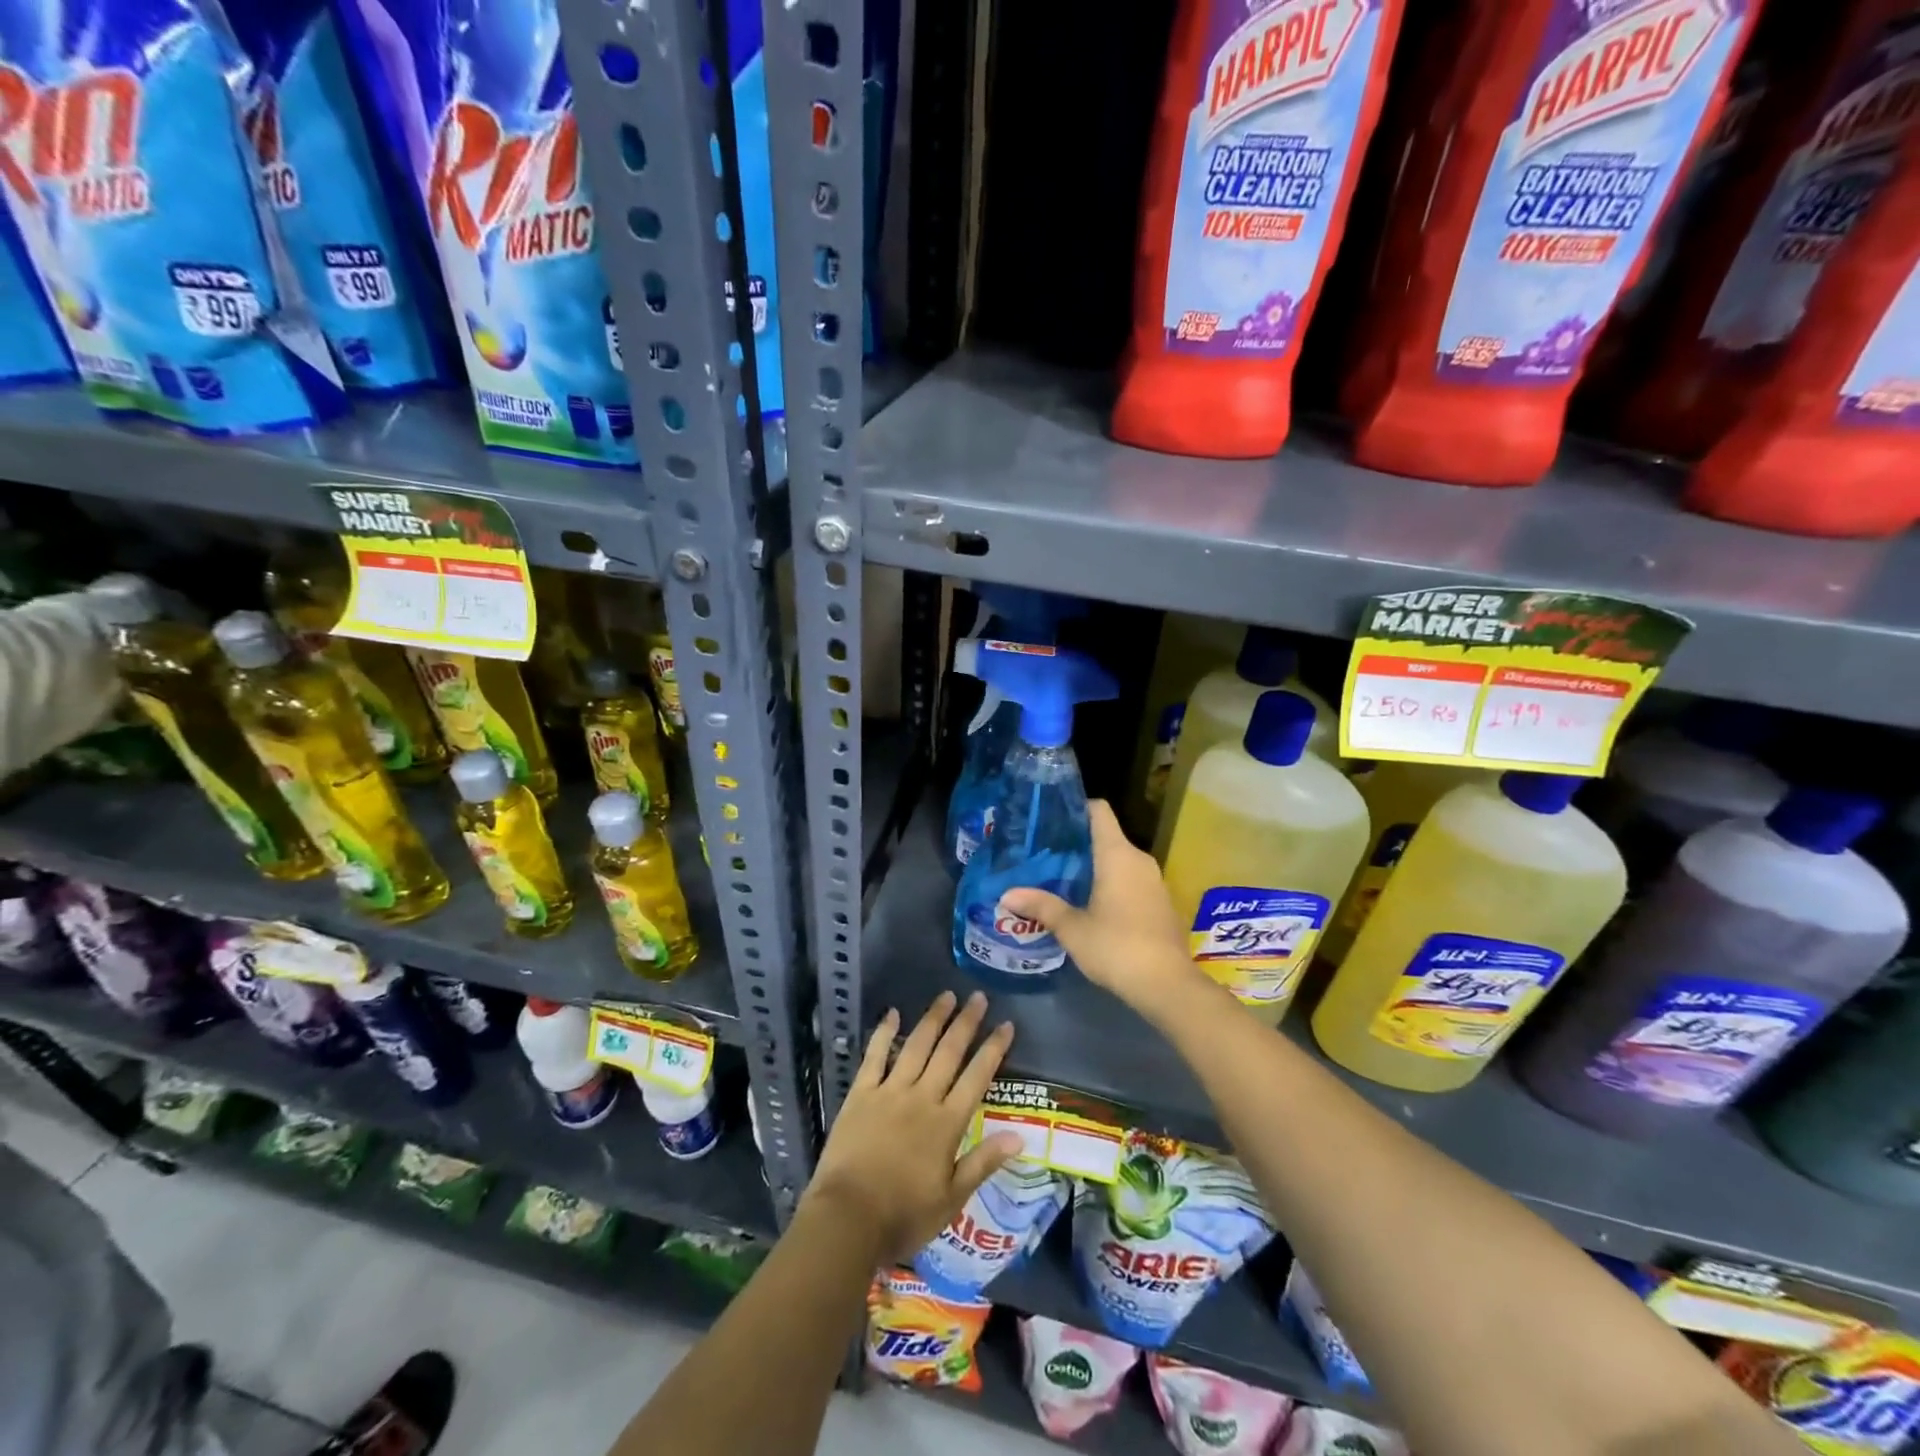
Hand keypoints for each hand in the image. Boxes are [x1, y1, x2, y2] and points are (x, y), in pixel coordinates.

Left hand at [802, 991, 1022, 1264]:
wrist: (848, 1218)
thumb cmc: (904, 1215)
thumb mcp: (952, 1198)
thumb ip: (983, 1162)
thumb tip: (1019, 1136)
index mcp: (947, 1123)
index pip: (977, 1077)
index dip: (994, 1049)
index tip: (1006, 1024)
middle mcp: (922, 1097)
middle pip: (949, 1052)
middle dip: (966, 1022)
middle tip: (978, 996)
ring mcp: (890, 1091)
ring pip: (916, 1046)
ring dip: (933, 1019)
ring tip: (946, 996)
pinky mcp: (861, 1093)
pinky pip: (875, 1055)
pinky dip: (884, 1032)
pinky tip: (892, 1013)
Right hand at [999, 800, 1202, 1015]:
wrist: (1167, 985)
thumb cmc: (1116, 947)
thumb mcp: (1072, 928)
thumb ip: (1041, 906)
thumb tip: (1006, 895)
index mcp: (1118, 854)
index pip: (1098, 811)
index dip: (1075, 807)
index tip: (1050, 818)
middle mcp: (1139, 859)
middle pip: (1106, 836)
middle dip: (1076, 843)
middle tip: (1044, 853)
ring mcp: (1154, 881)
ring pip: (1119, 860)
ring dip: (1093, 866)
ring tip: (1060, 877)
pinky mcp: (1160, 903)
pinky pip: (1130, 880)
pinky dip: (1110, 883)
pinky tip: (1088, 903)